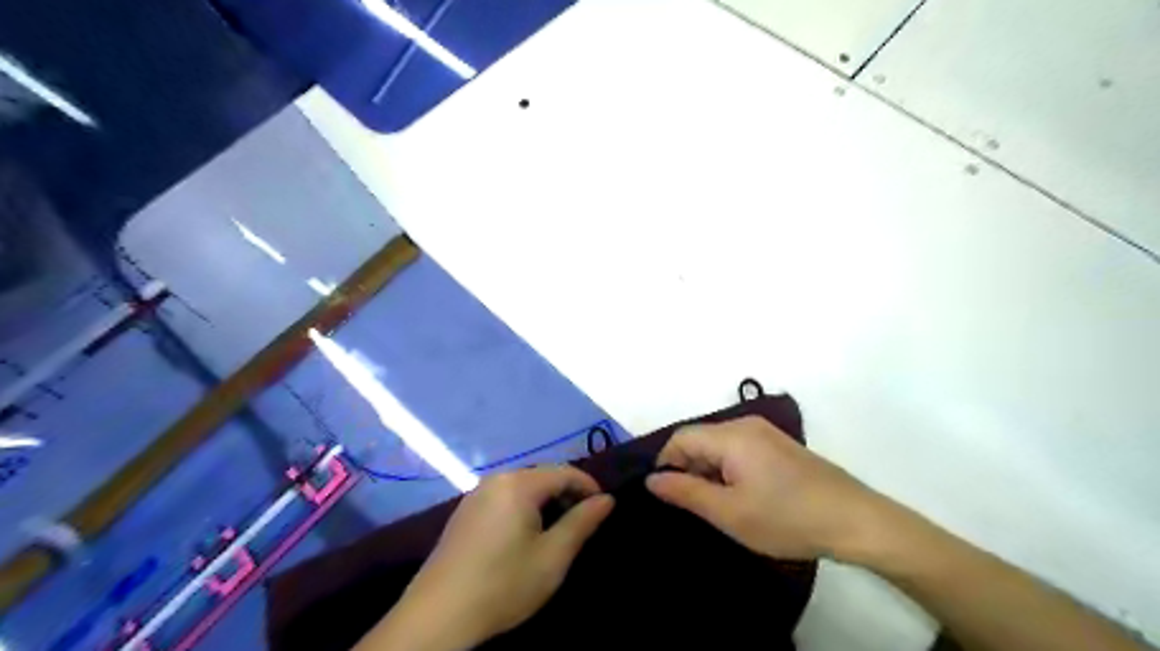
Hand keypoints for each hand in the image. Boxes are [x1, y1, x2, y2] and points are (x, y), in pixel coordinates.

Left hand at [381, 465, 616, 648]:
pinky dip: (524, 508)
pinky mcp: (464, 511)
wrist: (438, 616)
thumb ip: (582, 523)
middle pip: (542, 476)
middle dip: (567, 494)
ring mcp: (476, 494)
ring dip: (546, 502)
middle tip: (583, 522)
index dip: (589, 486)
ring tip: (558, 530)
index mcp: (519, 483)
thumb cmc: (503, 584)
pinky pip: (504, 497)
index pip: (564, 472)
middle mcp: (496, 479)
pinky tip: (525, 535)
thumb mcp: (552, 557)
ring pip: (523, 487)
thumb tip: (607, 499)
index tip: (604, 508)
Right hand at [649, 419, 890, 561]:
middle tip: (693, 507)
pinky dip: (728, 470)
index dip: (665, 463)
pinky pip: (738, 450)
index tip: (666, 496)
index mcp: (731, 435)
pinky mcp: (779, 446)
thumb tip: (651, 479)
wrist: (856, 521)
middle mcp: (746, 425)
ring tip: (717, 506)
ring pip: (719, 446)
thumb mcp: (729, 512)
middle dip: (688, 469)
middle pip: (700, 439)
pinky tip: (740, 497)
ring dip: (708, 472)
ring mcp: (765, 434)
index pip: (680, 437)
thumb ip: (685, 493)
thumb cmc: (787, 518)